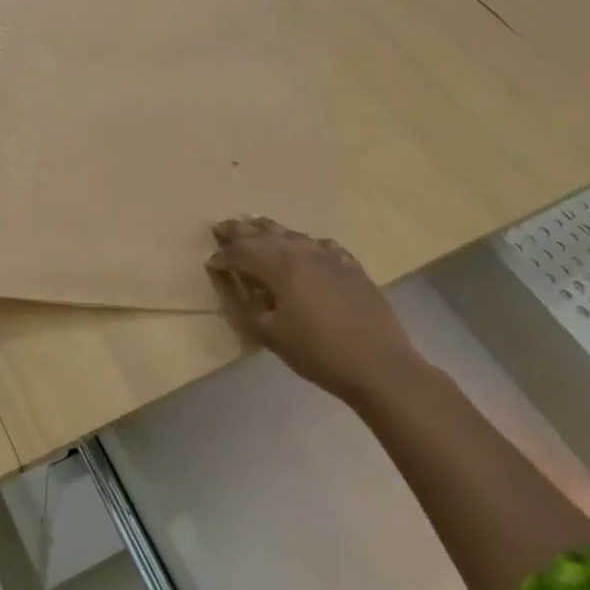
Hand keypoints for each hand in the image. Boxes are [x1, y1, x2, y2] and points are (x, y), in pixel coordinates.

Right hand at [206, 216, 422, 402]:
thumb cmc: (318, 352)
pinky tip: (311, 246)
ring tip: (257, 224)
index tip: (211, 262)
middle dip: (241, 230)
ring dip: (272, 230)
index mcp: (281, 267)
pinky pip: (326, 247)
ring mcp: (332, 259)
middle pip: (266, 235)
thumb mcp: (272, 335)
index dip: (224, 256)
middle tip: (221, 226)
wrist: (378, 364)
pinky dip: (311, 244)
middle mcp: (304, 253)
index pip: (243, 253)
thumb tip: (253, 291)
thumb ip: (255, 307)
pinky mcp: (353, 269)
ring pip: (295, 235)